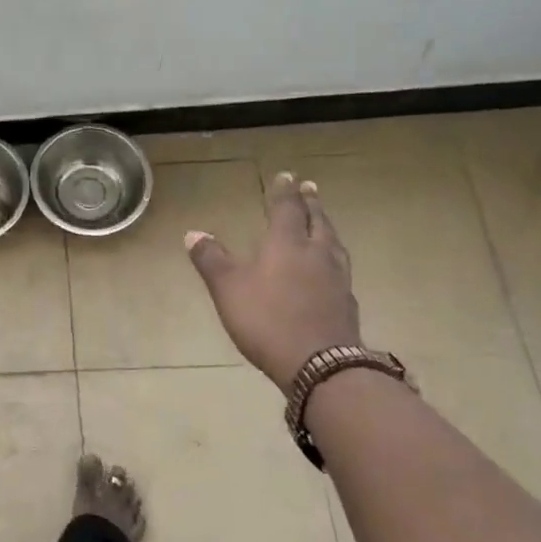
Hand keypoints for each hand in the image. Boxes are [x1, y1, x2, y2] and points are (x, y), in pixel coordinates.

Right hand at [185, 172, 359, 392]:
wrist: (321, 366)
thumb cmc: (268, 320)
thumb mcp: (228, 289)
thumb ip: (212, 260)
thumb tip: (193, 233)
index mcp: (286, 244)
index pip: (286, 209)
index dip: (284, 191)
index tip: (287, 175)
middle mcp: (315, 254)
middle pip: (316, 221)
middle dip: (311, 203)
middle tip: (310, 188)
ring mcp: (336, 279)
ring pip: (333, 243)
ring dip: (326, 227)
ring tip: (324, 222)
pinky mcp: (347, 304)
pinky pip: (341, 269)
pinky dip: (333, 258)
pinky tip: (331, 268)